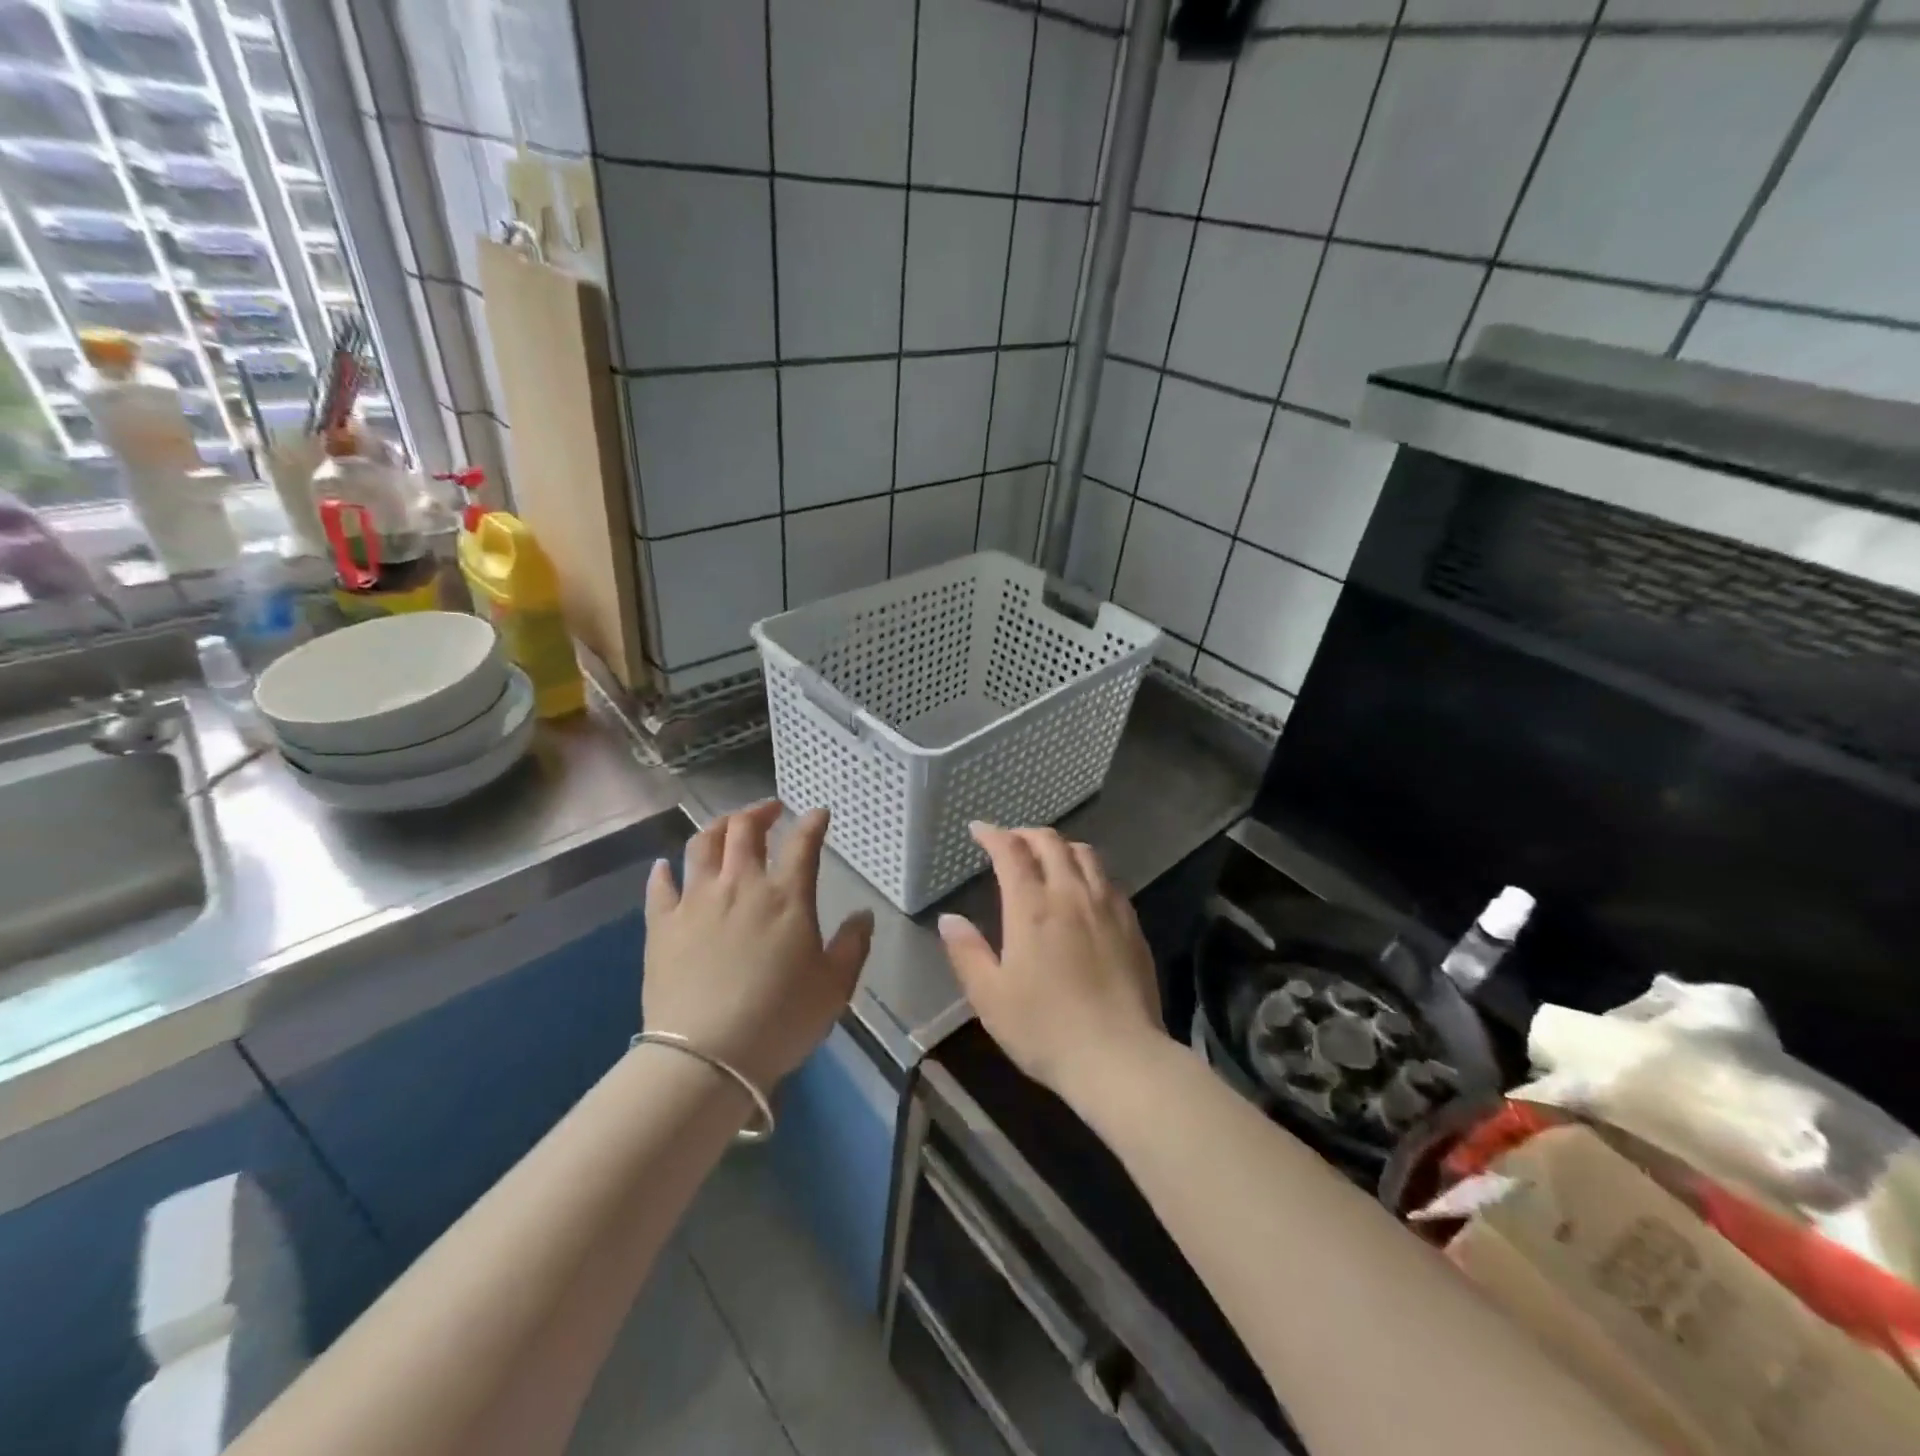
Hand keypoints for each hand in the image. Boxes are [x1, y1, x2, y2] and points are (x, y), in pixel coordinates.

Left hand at [643, 801, 873, 1090]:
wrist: (707, 1056)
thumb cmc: (780, 1019)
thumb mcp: (834, 987)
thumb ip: (852, 945)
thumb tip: (864, 915)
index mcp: (786, 896)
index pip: (803, 843)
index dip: (813, 822)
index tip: (819, 814)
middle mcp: (740, 885)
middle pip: (744, 829)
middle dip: (759, 811)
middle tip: (770, 811)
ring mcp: (696, 901)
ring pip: (701, 845)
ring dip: (717, 827)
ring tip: (726, 827)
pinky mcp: (662, 924)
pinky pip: (660, 886)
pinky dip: (664, 871)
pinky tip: (666, 867)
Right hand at [937, 823, 1162, 1103]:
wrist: (1120, 1057)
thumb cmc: (1045, 1029)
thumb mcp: (990, 997)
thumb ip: (967, 952)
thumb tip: (949, 918)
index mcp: (1033, 907)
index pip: (1011, 852)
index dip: (993, 834)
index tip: (978, 829)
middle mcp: (1071, 894)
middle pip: (1051, 843)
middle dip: (1026, 834)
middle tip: (1010, 841)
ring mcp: (1107, 906)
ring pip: (1085, 854)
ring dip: (1060, 846)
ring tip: (1047, 857)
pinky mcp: (1132, 924)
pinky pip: (1108, 879)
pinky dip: (1088, 869)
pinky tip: (1084, 888)